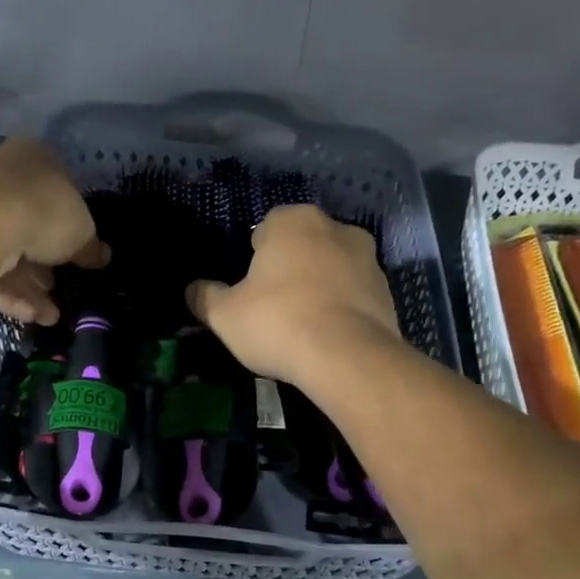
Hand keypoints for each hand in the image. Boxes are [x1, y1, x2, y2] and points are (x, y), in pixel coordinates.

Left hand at [0, 138, 107, 325]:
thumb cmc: (42, 211)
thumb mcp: (82, 231)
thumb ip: (91, 246)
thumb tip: (102, 256)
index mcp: (34, 159)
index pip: (57, 192)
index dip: (71, 225)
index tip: (79, 253)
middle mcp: (0, 178)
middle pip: (30, 225)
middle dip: (46, 262)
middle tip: (62, 286)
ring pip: (8, 253)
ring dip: (32, 286)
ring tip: (51, 314)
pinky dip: (12, 294)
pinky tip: (33, 317)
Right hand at [186, 204, 400, 383]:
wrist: (348, 358)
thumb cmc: (278, 323)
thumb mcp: (225, 315)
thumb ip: (205, 297)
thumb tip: (192, 290)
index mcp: (292, 221)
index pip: (265, 230)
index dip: (254, 260)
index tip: (250, 291)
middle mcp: (335, 227)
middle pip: (302, 247)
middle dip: (289, 270)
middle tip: (273, 308)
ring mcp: (368, 258)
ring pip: (331, 268)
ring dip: (318, 287)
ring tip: (303, 326)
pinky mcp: (387, 290)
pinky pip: (353, 294)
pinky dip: (341, 308)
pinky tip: (328, 337)